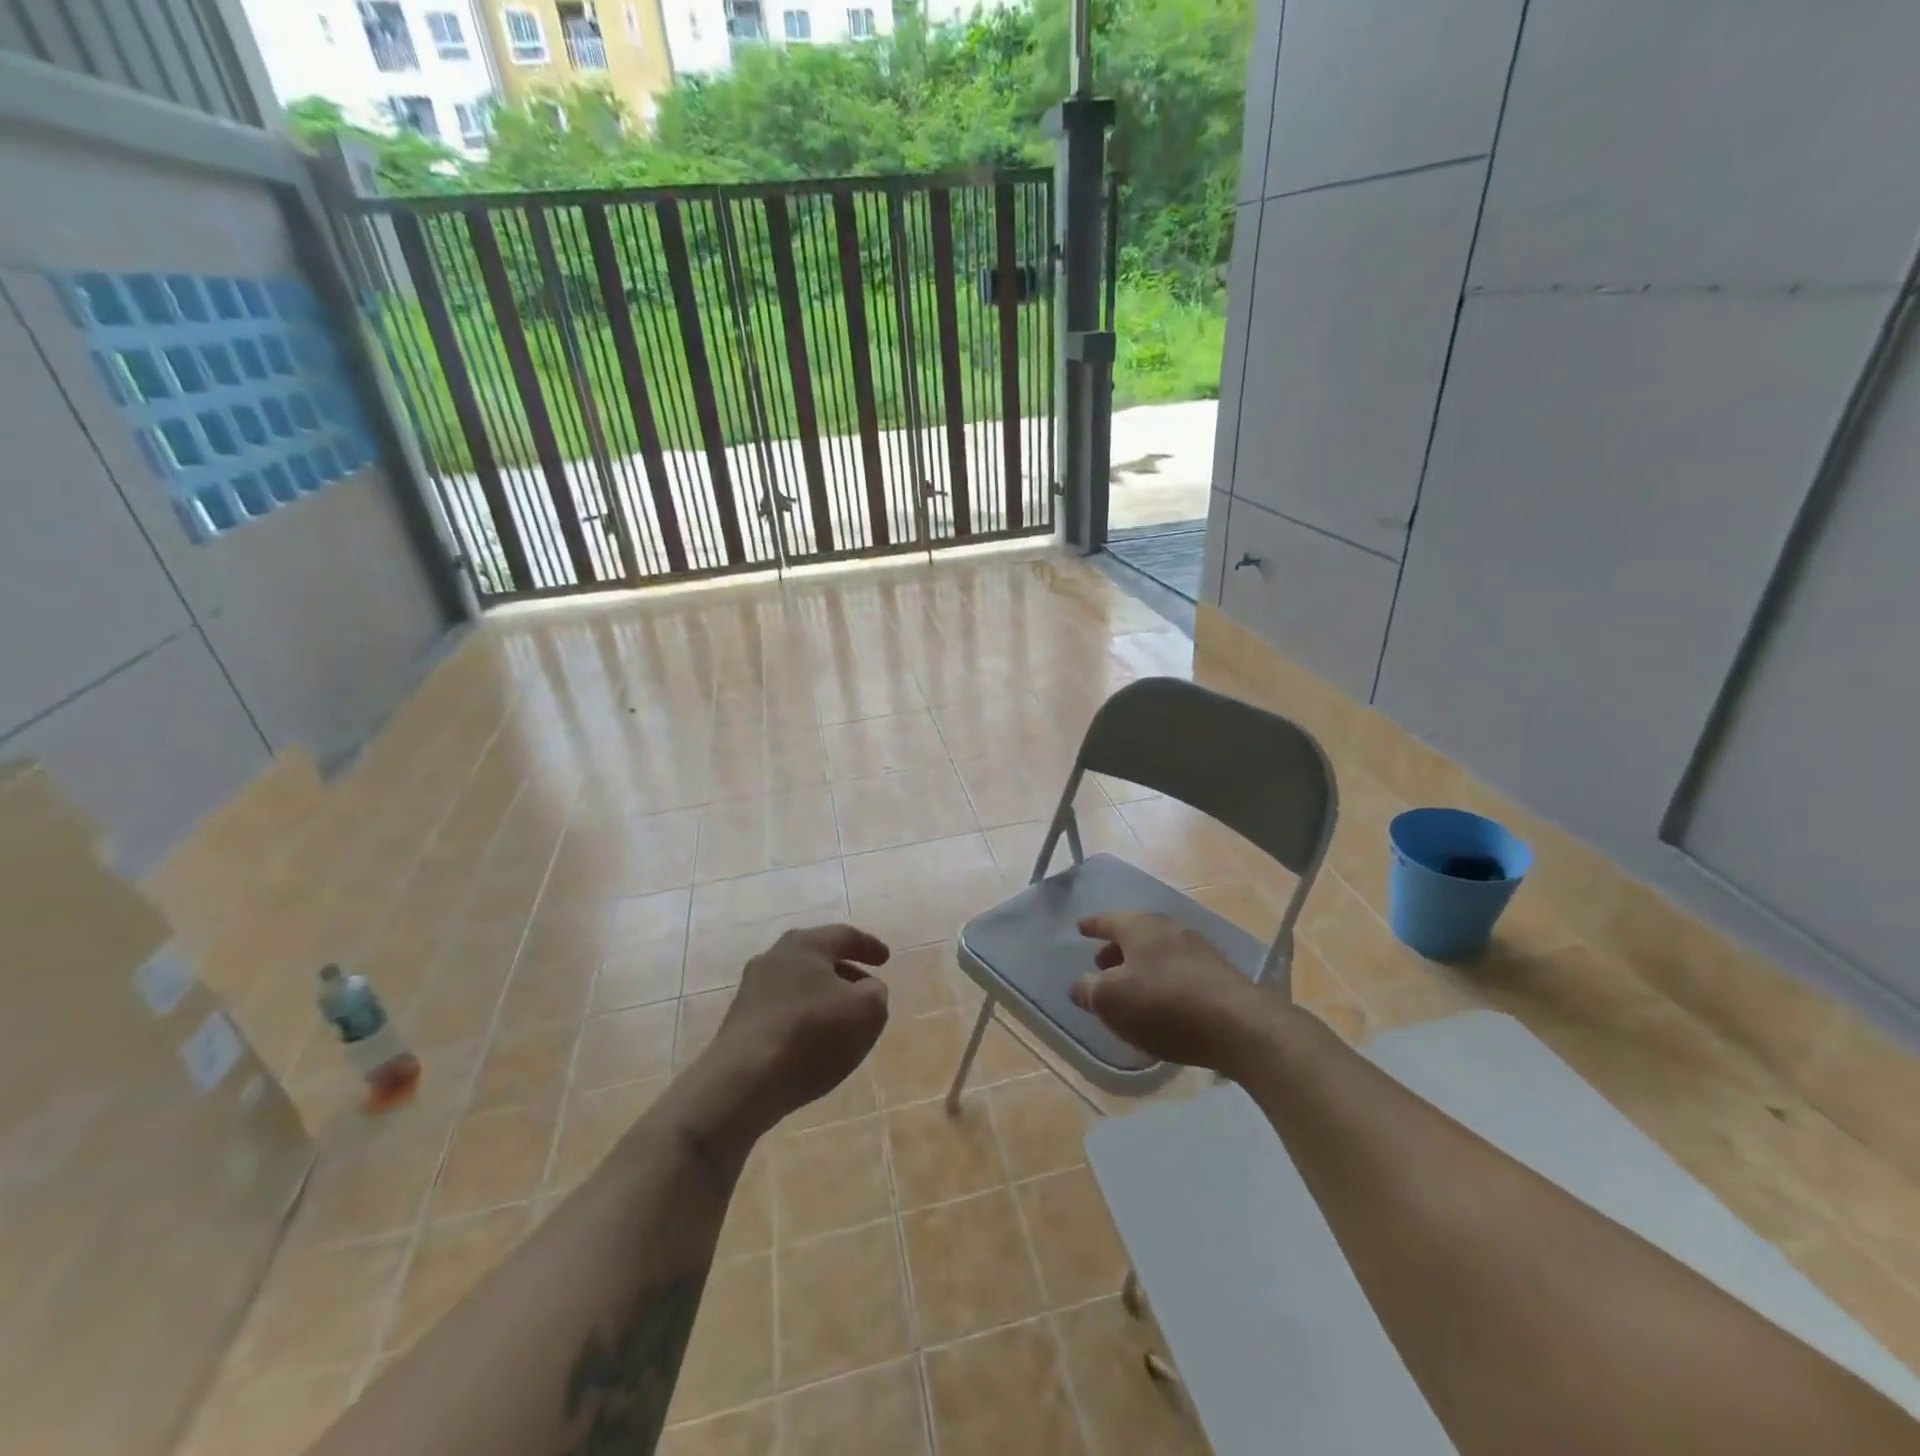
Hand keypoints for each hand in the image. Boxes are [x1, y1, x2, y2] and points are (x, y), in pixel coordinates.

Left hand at [699, 924, 891, 1137]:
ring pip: (798, 984)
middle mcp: (774, 957)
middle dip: (844, 970)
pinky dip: (803, 1017)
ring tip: (841, 1018)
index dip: (869, 946)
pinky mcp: (739, 1021)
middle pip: (817, 957)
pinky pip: (782, 1010)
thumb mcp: (867, 1010)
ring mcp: (752, 989)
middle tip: (864, 986)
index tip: (886, 959)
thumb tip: (866, 989)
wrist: (743, 1081)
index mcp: (806, 944)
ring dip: (822, 996)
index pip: (845, 935)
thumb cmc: (812, 1034)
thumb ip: (876, 992)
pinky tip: (813, 1041)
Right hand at [1071, 912, 1278, 1073]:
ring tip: (1130, 986)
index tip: (1081, 928)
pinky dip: (1163, 979)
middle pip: (1135, 934)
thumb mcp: (1111, 1001)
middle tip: (1102, 963)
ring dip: (1141, 965)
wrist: (1239, 1025)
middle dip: (1116, 949)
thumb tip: (1080, 985)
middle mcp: (1169, 929)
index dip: (1092, 926)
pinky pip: (1179, 970)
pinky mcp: (1219, 974)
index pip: (1108, 920)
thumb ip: (1089, 990)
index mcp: (1139, 927)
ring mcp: (1198, 949)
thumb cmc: (1164, 1005)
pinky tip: (1162, 1002)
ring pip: (1159, 951)